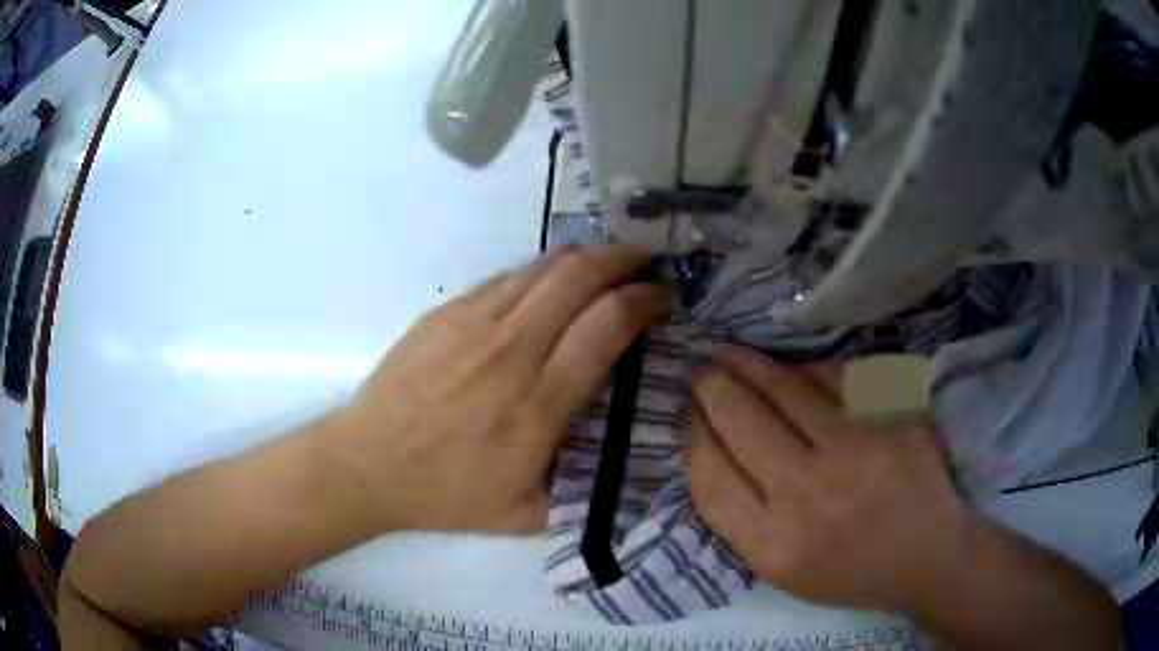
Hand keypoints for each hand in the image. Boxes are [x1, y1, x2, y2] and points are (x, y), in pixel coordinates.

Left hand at [337, 244, 671, 533]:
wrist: (368, 463)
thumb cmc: (447, 494)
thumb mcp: (526, 514)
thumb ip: (584, 489)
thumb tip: (628, 459)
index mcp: (537, 406)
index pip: (608, 327)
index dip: (646, 300)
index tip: (666, 297)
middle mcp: (510, 352)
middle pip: (580, 278)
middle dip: (625, 260)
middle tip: (648, 263)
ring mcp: (472, 324)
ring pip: (544, 267)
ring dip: (587, 256)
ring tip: (610, 261)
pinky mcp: (445, 313)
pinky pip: (507, 277)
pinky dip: (543, 270)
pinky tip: (553, 281)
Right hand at [686, 344, 970, 610]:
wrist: (928, 557)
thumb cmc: (851, 573)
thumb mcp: (783, 572)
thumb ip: (743, 519)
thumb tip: (712, 452)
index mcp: (772, 545)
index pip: (711, 476)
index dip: (693, 437)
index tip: (689, 416)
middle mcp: (806, 495)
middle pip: (740, 423)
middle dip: (711, 389)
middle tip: (700, 372)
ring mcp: (853, 451)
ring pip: (784, 391)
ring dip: (747, 365)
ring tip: (726, 352)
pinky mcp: (888, 422)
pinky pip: (835, 383)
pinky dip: (804, 372)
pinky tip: (788, 367)